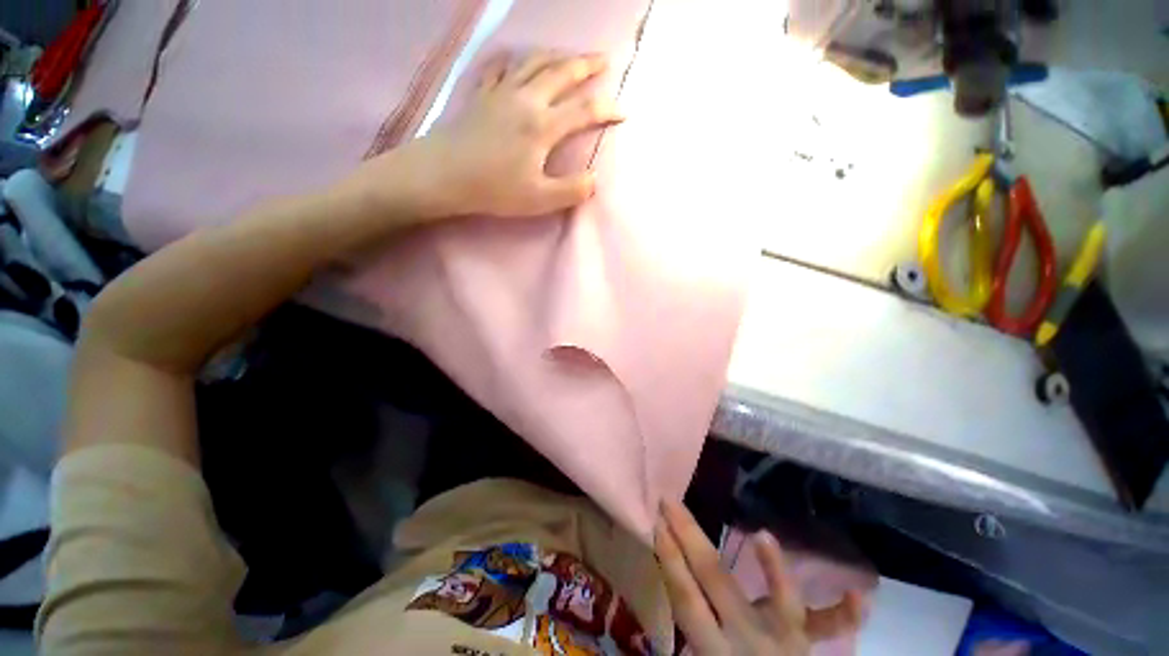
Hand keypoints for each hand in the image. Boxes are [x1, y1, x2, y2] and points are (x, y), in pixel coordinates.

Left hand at [349, 52, 623, 221]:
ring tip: (570, 57)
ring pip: (534, 63)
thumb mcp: (539, 199)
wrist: (445, 175)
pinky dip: (515, 61)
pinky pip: (501, 68)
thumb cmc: (494, 189)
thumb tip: (594, 179)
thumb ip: (571, 190)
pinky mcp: (482, 94)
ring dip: (557, 57)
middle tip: (604, 61)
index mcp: (543, 125)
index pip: (585, 110)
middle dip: (586, 66)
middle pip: (561, 73)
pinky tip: (518, 61)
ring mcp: (502, 92)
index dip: (608, 109)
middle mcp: (527, 99)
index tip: (624, 112)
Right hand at [655, 501, 862, 654]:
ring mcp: (783, 641)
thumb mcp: (699, 655)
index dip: (668, 559)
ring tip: (763, 536)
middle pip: (716, 582)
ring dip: (774, 571)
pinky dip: (844, 613)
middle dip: (689, 537)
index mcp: (712, 648)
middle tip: (671, 502)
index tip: (655, 523)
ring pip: (779, 604)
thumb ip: (687, 629)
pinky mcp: (806, 642)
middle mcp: (747, 640)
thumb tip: (669, 580)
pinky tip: (859, 592)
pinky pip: (829, 628)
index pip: (685, 597)